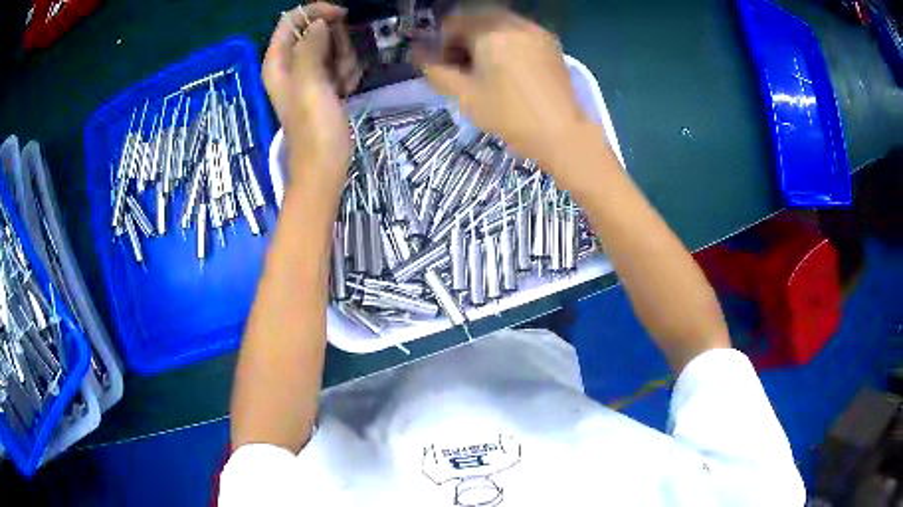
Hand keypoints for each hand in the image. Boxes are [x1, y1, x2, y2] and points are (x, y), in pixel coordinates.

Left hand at [263, 2, 361, 193]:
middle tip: (339, 66)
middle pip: (316, 30)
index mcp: (277, 62)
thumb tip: (318, 22)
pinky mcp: (323, 84)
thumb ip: (310, 47)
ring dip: (344, 59)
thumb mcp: (309, 84)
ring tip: (342, 84)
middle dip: (335, 41)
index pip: (291, 20)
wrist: (324, 166)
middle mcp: (289, 64)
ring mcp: (307, 74)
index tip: (341, 16)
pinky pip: (339, 63)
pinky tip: (346, 90)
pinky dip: (346, 72)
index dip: (315, 12)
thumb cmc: (314, 129)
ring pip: (331, 46)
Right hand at [416, 10, 593, 188]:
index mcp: (490, 31)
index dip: (441, 43)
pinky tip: (507, 68)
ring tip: (484, 69)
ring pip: (499, 25)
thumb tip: (417, 54)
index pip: (453, 23)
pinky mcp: (551, 43)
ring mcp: (536, 31)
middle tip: (461, 68)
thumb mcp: (464, 95)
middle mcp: (514, 23)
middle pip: (476, 20)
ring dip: (483, 40)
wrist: (561, 132)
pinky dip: (505, 42)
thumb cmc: (508, 114)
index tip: (442, 65)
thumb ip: (435, 70)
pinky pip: (519, 33)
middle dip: (463, 40)